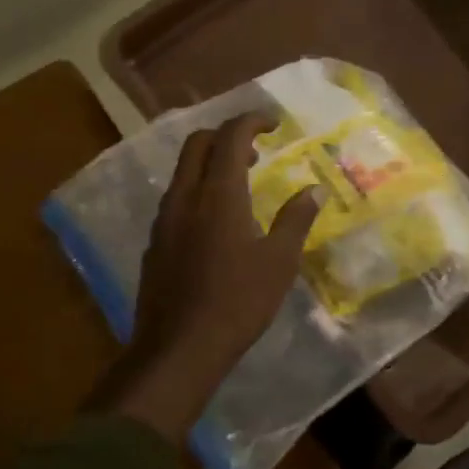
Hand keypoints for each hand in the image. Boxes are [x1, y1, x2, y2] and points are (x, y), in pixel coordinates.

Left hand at [128, 112, 320, 388]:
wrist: (179, 348)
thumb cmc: (238, 302)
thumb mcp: (279, 262)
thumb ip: (296, 219)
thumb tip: (314, 190)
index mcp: (219, 194)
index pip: (231, 136)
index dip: (252, 121)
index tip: (274, 125)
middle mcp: (185, 196)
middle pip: (198, 143)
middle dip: (227, 136)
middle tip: (255, 153)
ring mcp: (164, 219)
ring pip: (183, 171)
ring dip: (210, 164)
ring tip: (240, 186)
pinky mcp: (154, 242)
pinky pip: (175, 198)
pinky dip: (197, 190)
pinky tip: (215, 223)